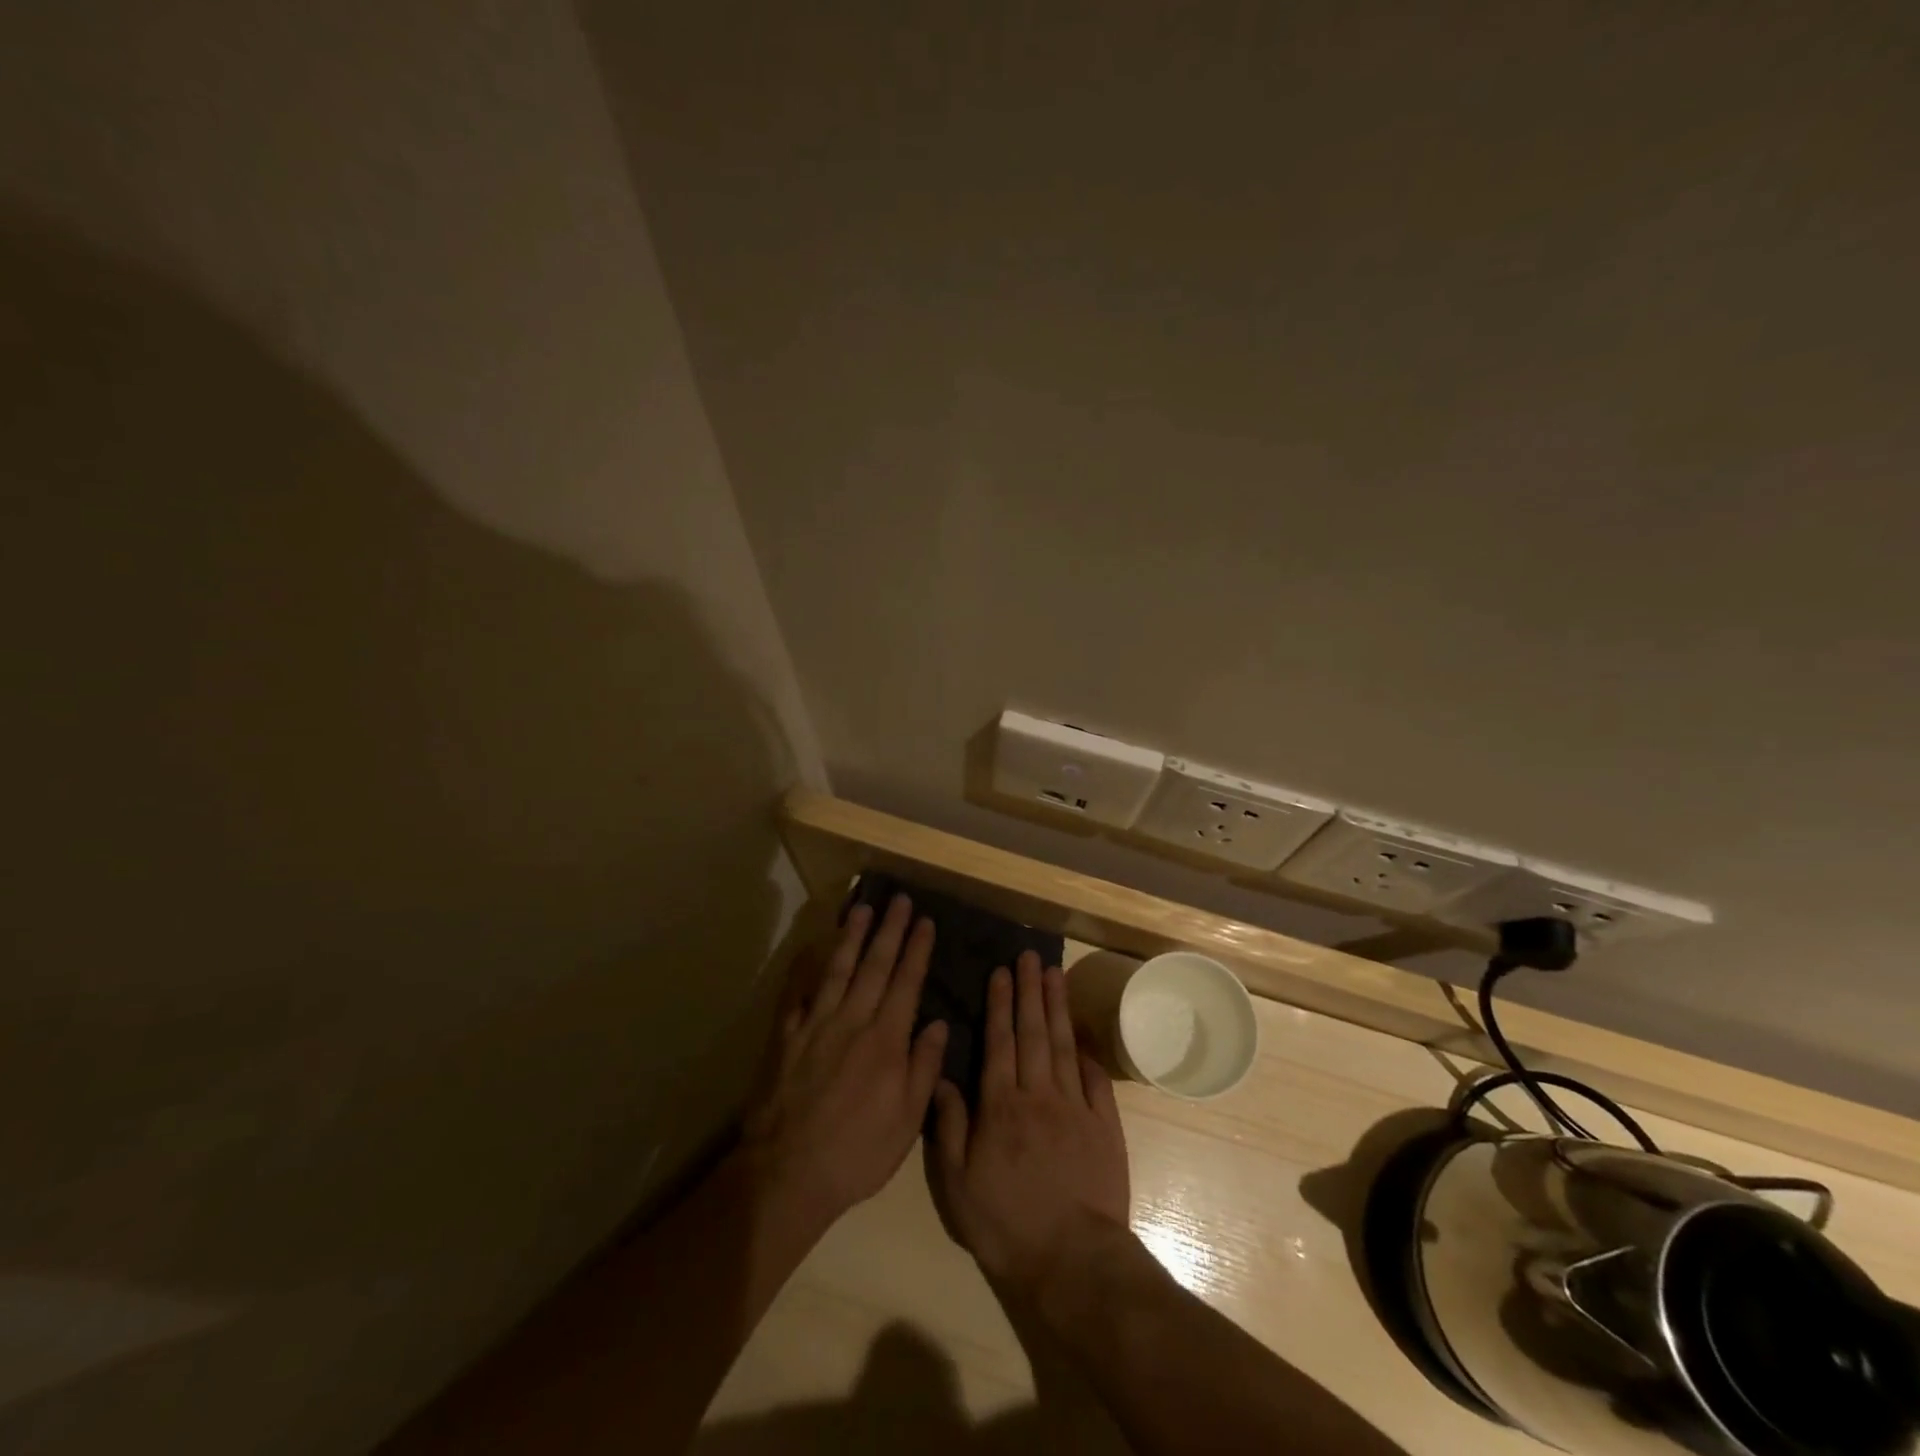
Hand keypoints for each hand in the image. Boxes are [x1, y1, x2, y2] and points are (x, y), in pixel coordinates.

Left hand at [740, 894, 947, 1228]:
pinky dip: (803, 968)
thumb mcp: (906, 1122)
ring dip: (851, 936)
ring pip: (838, 970)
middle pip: (875, 966)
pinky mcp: (786, 1036)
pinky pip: (795, 994)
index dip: (917, 950)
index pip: (907, 983)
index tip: (926, 921)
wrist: (787, 1173)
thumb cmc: (857, 1153)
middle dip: (890, 930)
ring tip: (862, 908)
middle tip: (899, 899)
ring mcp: (816, 1025)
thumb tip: (940, 1025)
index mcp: (886, 1041)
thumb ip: (924, 1068)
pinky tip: (809, 947)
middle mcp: (852, 1022)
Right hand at [927, 951, 1130, 1292]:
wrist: (1073, 1260)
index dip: (1000, 1005)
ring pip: (1063, 1045)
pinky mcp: (1104, 1125)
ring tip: (1054, 975)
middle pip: (1033, 1033)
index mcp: (1001, 1106)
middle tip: (1029, 957)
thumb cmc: (1007, 1224)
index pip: (999, 1042)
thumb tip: (943, 1079)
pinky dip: (1087, 1052)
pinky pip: (1094, 1079)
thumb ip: (950, 1127)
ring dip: (1057, 1007)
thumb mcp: (958, 1184)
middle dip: (1029, 991)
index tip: (1001, 972)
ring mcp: (1075, 1107)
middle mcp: (1038, 1095)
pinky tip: (1082, 1032)